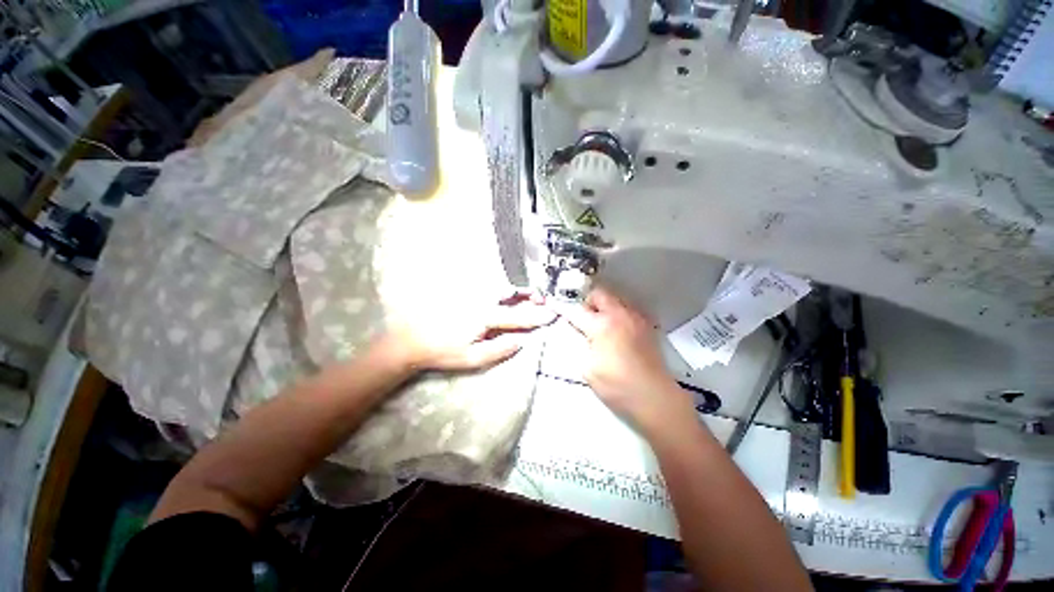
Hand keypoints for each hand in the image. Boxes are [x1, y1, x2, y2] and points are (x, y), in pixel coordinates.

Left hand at [394, 293, 555, 372]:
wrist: (411, 339)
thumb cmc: (443, 351)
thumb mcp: (472, 359)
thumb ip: (500, 350)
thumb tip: (522, 341)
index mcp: (485, 317)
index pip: (518, 316)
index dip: (537, 316)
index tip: (552, 315)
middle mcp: (481, 299)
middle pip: (511, 291)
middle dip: (529, 294)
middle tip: (541, 300)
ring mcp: (471, 293)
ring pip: (500, 285)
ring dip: (517, 289)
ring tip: (527, 296)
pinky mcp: (463, 291)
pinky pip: (488, 285)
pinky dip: (502, 288)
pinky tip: (504, 294)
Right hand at [564, 286, 693, 433]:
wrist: (654, 397)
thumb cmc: (617, 386)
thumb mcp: (587, 369)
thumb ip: (578, 346)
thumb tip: (575, 333)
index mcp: (602, 325)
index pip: (576, 310)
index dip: (561, 307)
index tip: (552, 303)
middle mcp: (620, 314)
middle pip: (598, 294)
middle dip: (586, 301)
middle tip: (580, 316)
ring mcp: (635, 318)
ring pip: (614, 299)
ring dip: (602, 305)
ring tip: (597, 322)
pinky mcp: (646, 325)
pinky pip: (627, 309)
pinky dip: (616, 312)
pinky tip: (615, 329)